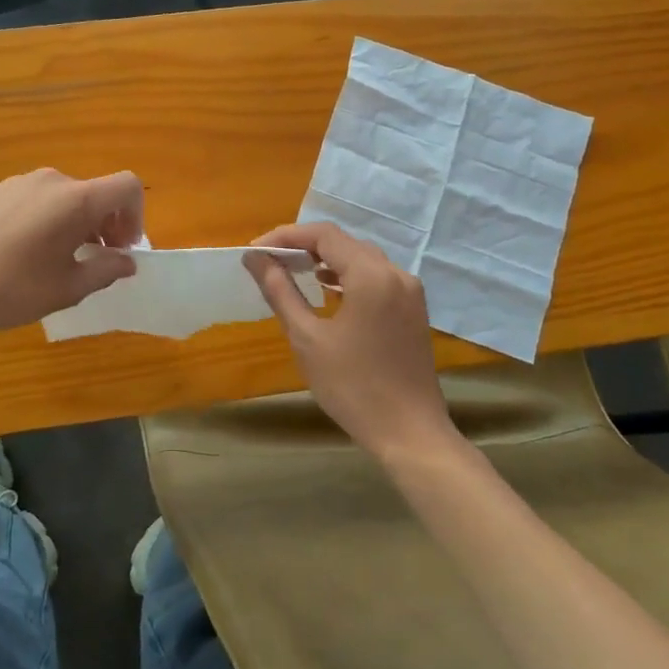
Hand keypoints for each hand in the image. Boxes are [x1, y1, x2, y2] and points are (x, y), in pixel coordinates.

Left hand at [0, 169, 143, 345]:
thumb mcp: (70, 287)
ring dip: (73, 221)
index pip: (126, 186)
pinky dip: (43, 218)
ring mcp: (17, 182)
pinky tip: (21, 252)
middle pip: (93, 192)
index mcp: (75, 200)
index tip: (122, 247)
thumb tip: (126, 261)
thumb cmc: (15, 291)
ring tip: (56, 257)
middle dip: (104, 223)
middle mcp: (50, 180)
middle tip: (94, 258)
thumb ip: (107, 269)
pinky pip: (32, 199)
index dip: (135, 214)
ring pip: (62, 196)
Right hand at [244, 223, 456, 463]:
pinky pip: (377, 277)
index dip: (286, 236)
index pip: (324, 235)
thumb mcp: (307, 338)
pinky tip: (328, 291)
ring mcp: (410, 291)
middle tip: (269, 261)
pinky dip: (348, 276)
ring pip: (362, 258)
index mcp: (371, 275)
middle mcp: (396, 273)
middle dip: (304, 246)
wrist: (409, 433)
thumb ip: (280, 291)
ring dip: (326, 259)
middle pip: (344, 242)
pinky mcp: (413, 309)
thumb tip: (255, 258)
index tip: (255, 251)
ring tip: (293, 271)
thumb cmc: (353, 387)